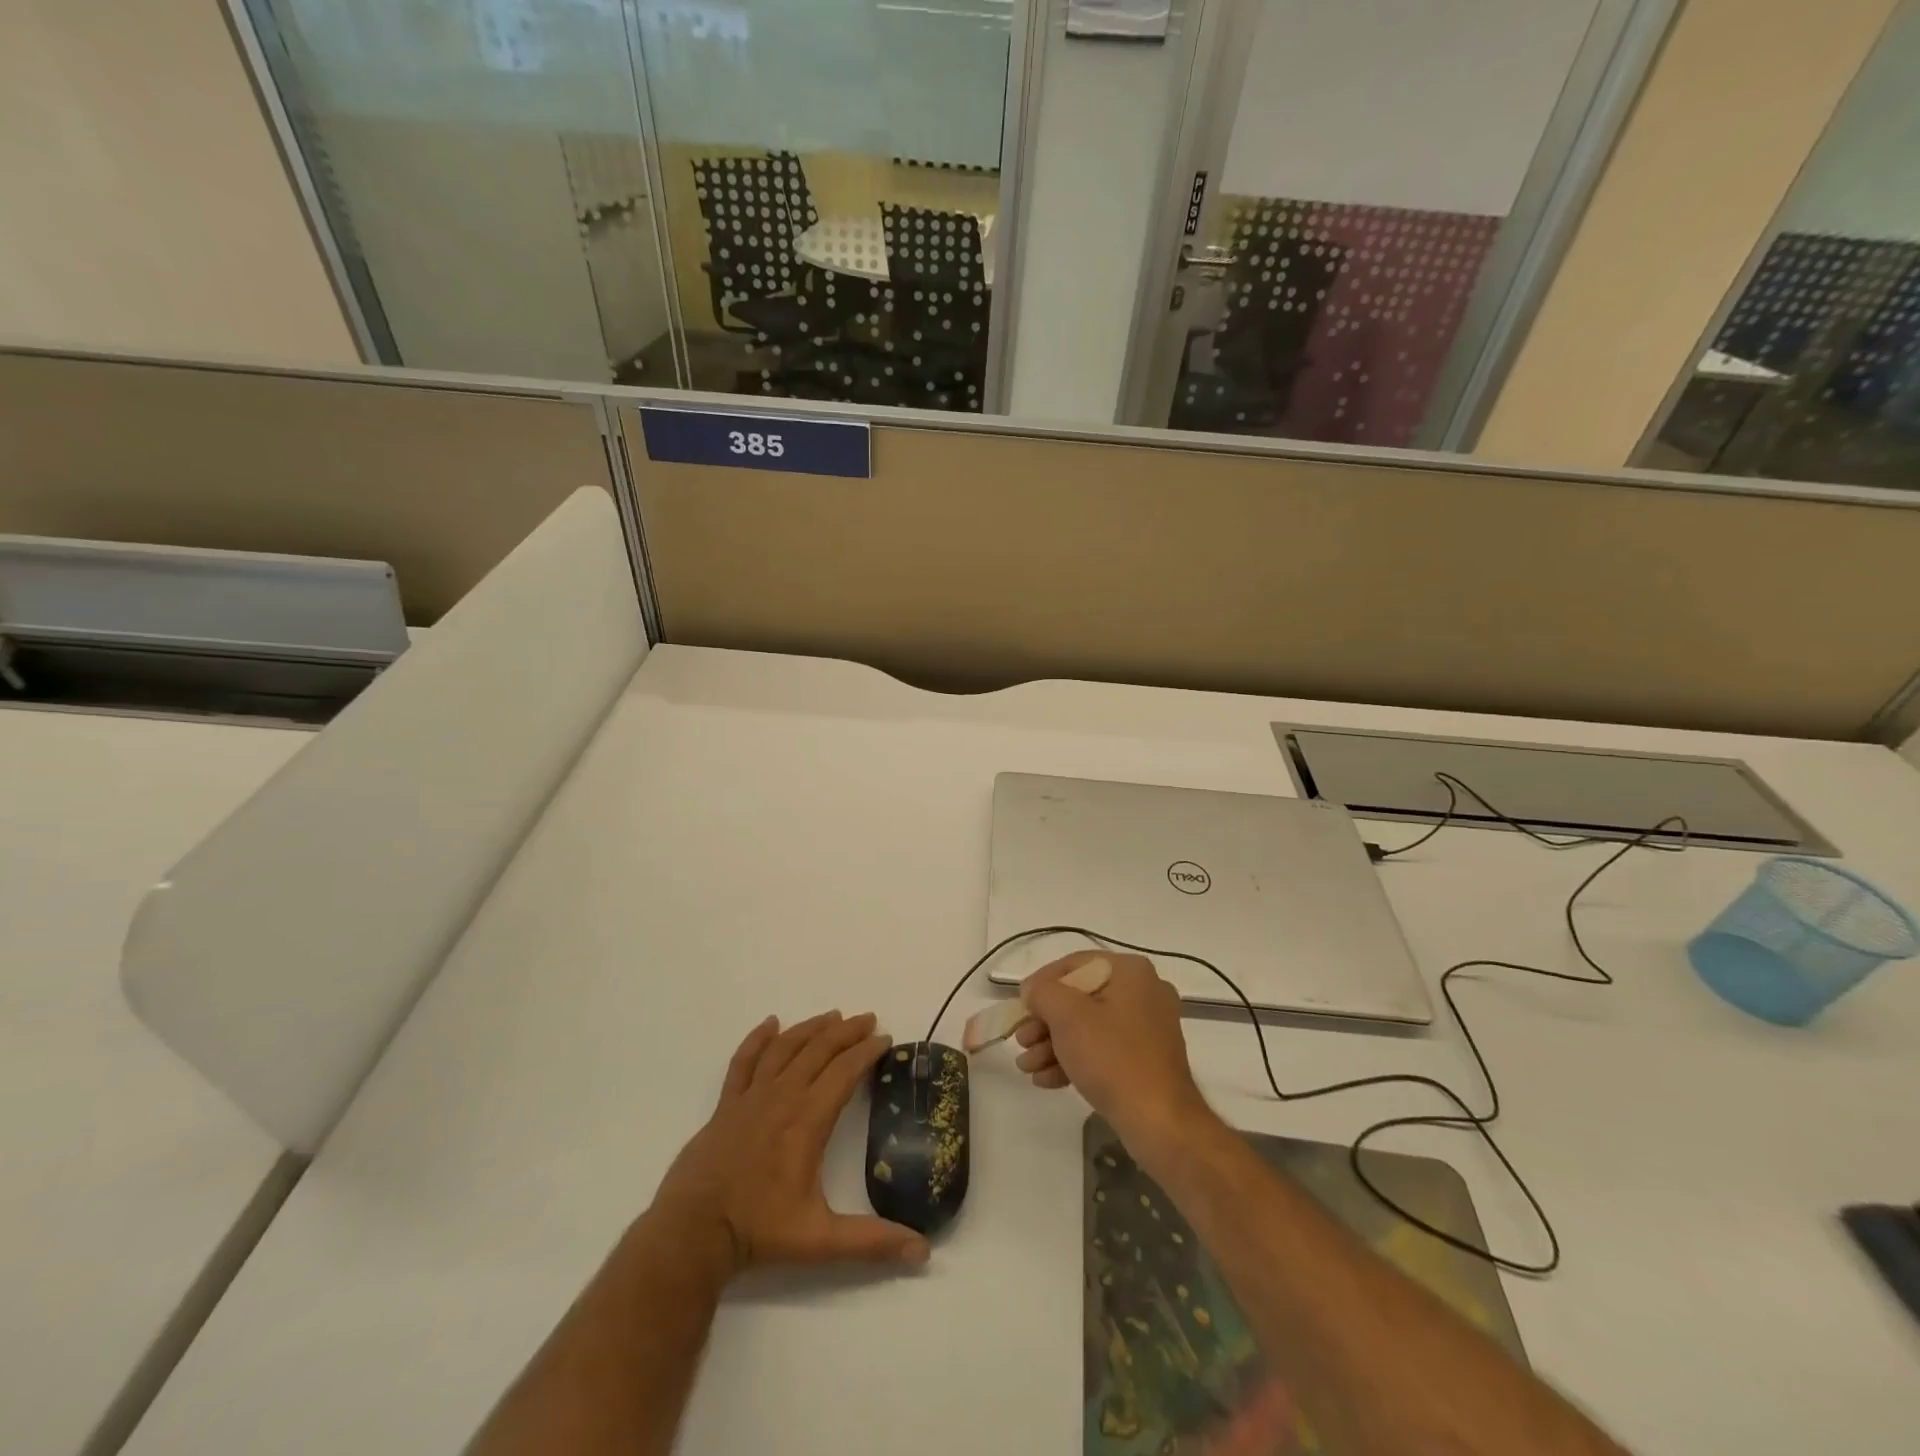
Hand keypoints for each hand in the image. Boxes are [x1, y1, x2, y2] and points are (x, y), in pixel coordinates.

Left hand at [651, 1011, 929, 1277]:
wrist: (693, 1232)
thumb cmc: (759, 1231)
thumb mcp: (821, 1240)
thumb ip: (871, 1242)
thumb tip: (923, 1252)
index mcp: (808, 1119)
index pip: (845, 1071)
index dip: (867, 1051)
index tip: (886, 1038)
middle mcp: (782, 1096)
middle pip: (819, 1050)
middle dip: (846, 1031)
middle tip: (868, 1019)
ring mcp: (751, 1097)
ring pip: (785, 1047)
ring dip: (811, 1028)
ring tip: (832, 1016)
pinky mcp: (726, 1104)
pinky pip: (744, 1060)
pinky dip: (758, 1038)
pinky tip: (771, 1023)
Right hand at [1015, 952, 1212, 1155]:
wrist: (1159, 1122)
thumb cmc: (1112, 1057)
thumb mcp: (1067, 1016)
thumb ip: (1042, 992)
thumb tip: (1033, 990)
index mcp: (1130, 971)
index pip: (1074, 965)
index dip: (1041, 984)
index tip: (1019, 1005)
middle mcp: (1143, 992)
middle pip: (1079, 998)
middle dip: (1044, 1022)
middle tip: (1021, 1041)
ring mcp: (1147, 1028)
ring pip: (1088, 1027)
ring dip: (1052, 1044)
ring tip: (1026, 1067)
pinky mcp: (1145, 1060)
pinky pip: (1103, 1049)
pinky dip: (1074, 1060)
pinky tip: (1045, 1079)